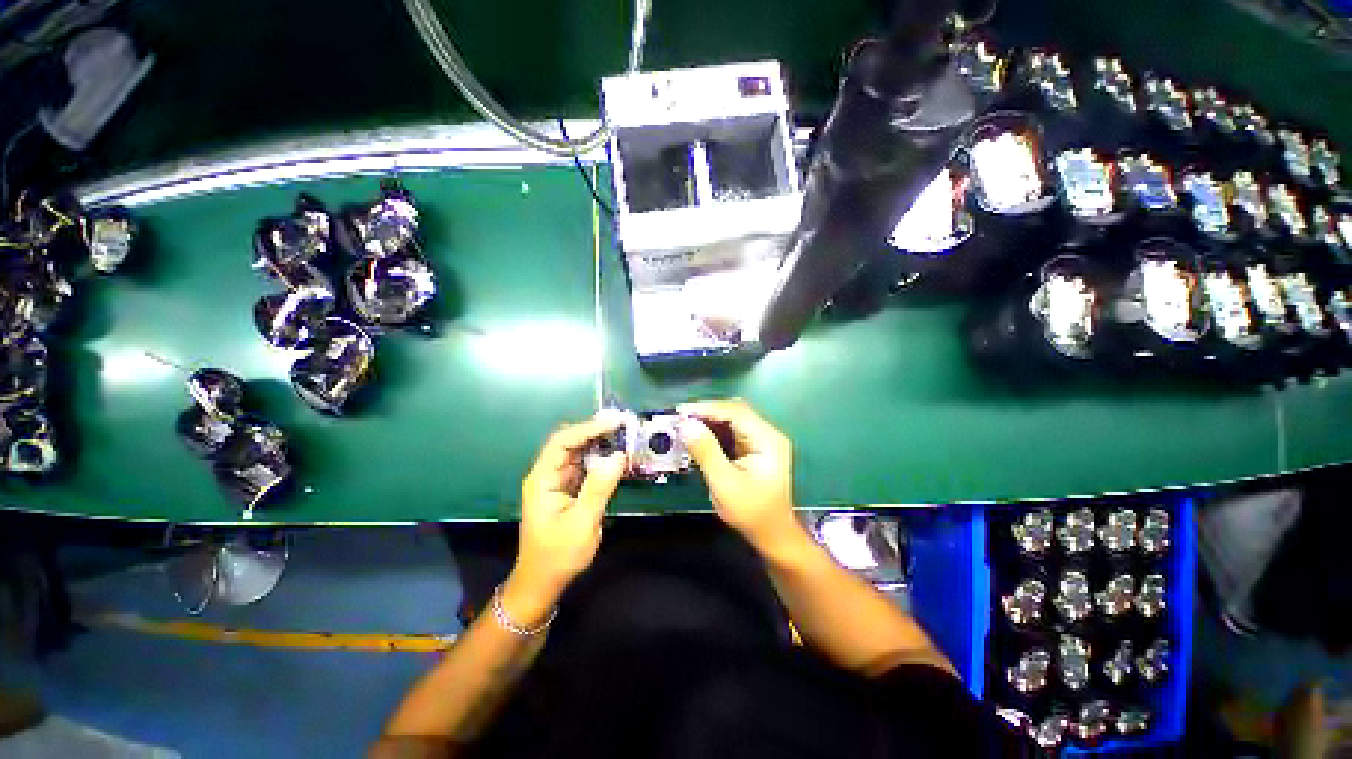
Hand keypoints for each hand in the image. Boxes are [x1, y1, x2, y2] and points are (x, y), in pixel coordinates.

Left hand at [507, 414, 626, 623]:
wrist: (543, 583)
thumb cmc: (558, 555)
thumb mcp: (582, 522)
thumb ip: (599, 487)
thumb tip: (618, 455)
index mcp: (543, 479)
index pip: (563, 441)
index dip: (588, 428)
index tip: (614, 421)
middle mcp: (548, 475)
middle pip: (570, 442)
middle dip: (595, 431)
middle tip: (623, 424)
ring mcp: (558, 482)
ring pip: (578, 453)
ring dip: (599, 443)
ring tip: (624, 435)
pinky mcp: (568, 490)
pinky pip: (584, 466)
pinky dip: (600, 458)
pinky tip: (616, 456)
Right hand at [678, 399, 797, 549]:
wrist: (771, 534)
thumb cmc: (751, 511)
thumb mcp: (725, 484)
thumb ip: (706, 452)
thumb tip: (686, 425)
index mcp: (767, 439)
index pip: (735, 412)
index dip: (707, 409)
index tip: (681, 413)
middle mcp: (766, 433)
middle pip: (733, 411)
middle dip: (706, 413)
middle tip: (679, 418)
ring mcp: (760, 440)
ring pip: (730, 419)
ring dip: (707, 421)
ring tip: (683, 426)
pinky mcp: (752, 447)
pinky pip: (730, 431)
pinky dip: (712, 432)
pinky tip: (697, 436)